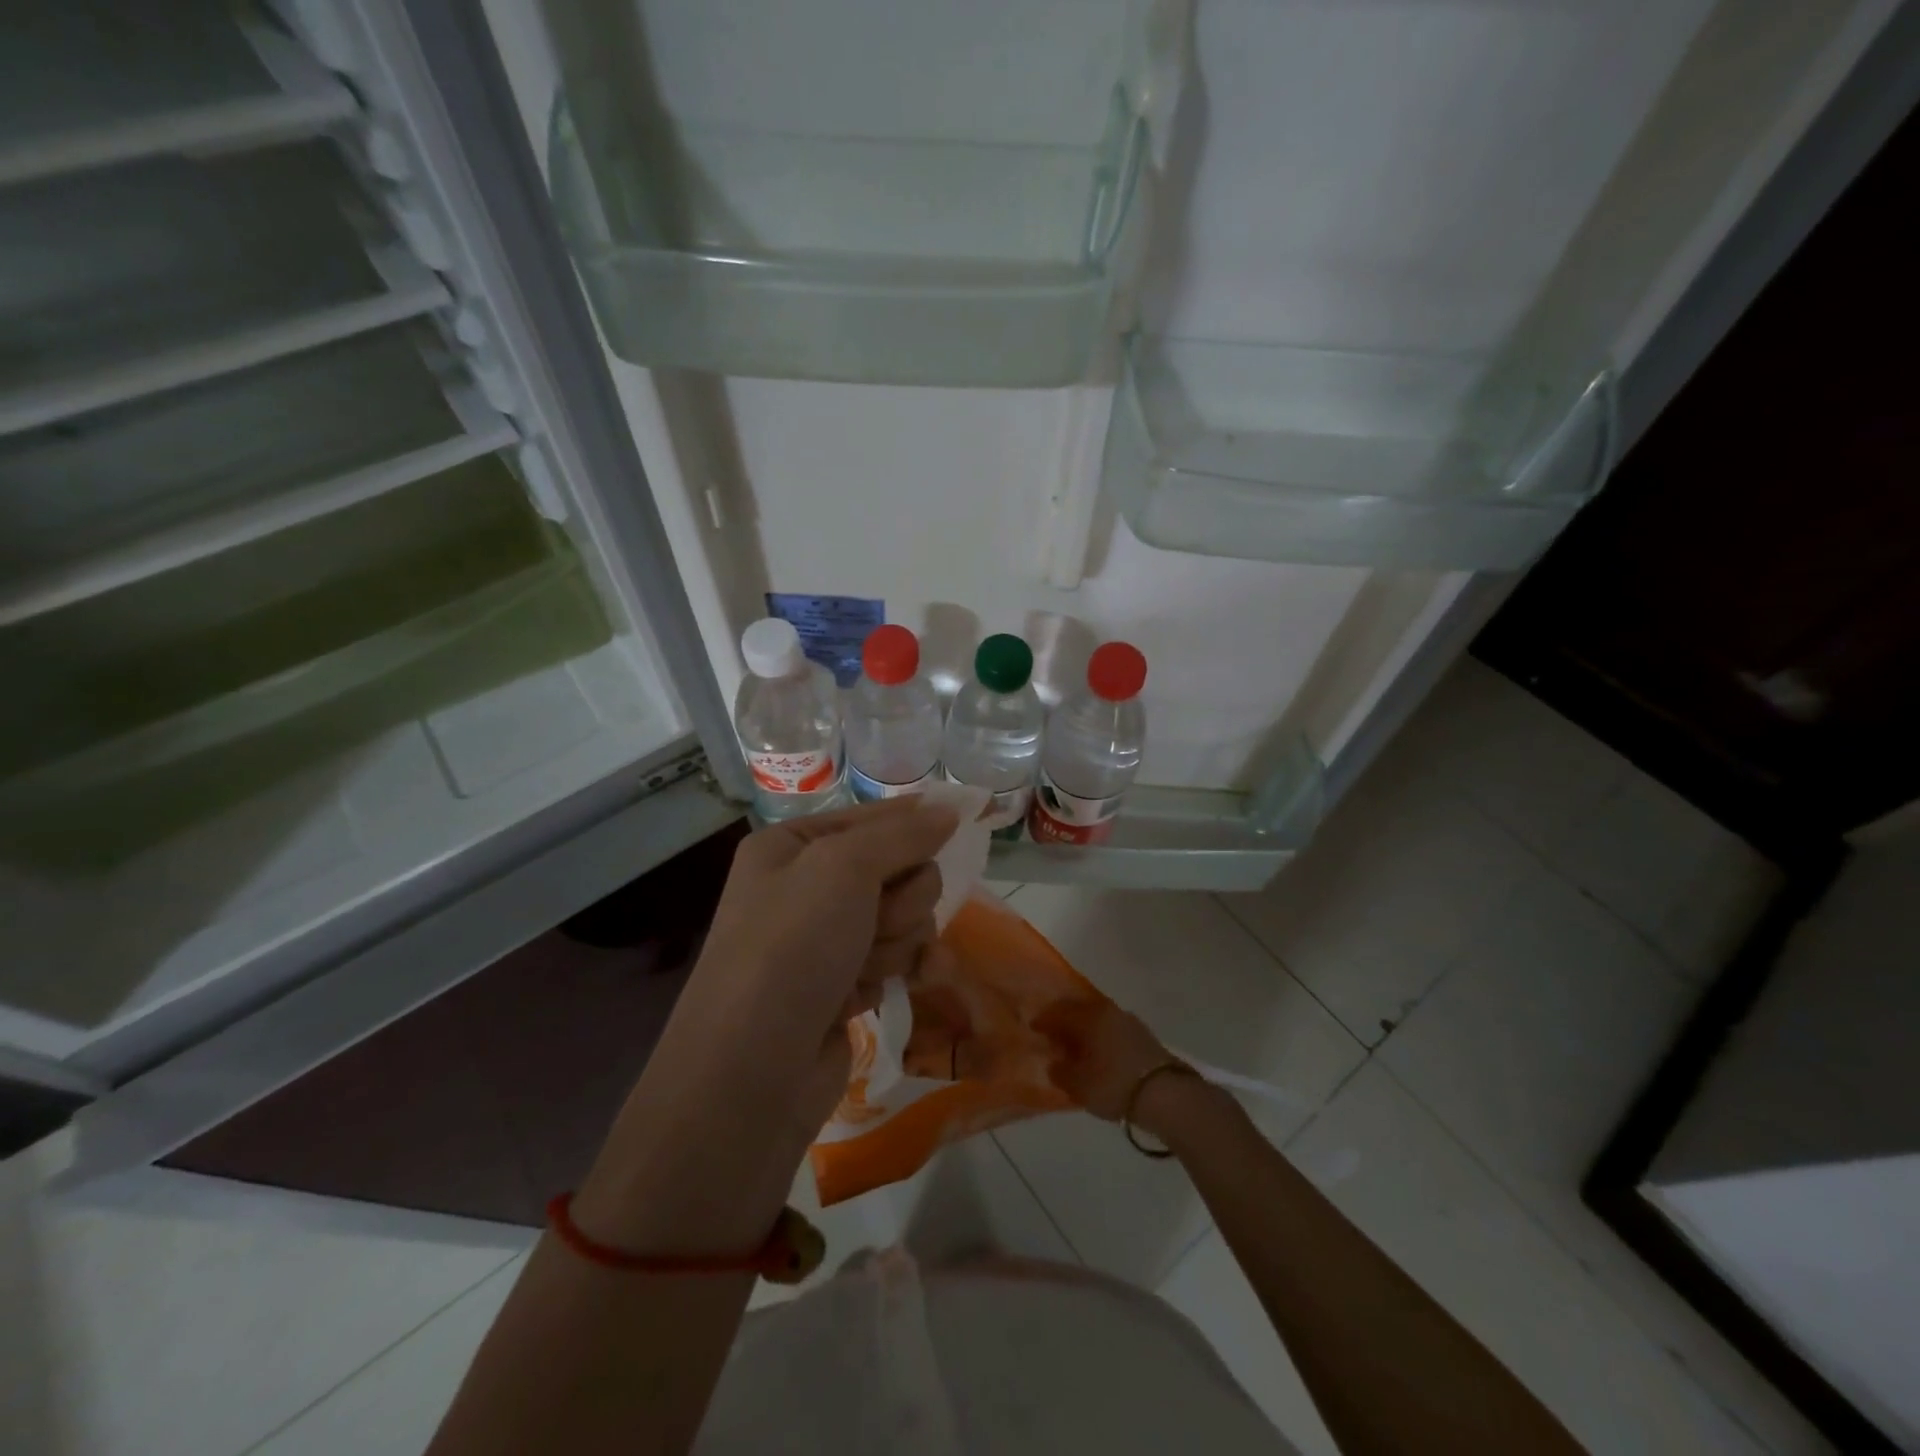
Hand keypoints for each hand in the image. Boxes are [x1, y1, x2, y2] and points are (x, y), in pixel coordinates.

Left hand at [573, 798, 957, 1253]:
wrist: (752, 1073)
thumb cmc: (791, 948)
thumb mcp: (844, 868)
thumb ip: (903, 834)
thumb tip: (949, 809)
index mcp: (792, 846)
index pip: (873, 816)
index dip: (918, 819)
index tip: (972, 814)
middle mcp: (807, 886)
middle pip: (898, 869)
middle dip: (902, 898)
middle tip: (878, 921)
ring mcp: (827, 939)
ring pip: (906, 915)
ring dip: (899, 939)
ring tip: (866, 967)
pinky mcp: (846, 983)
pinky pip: (900, 955)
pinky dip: (908, 966)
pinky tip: (916, 980)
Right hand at [1033, 1000, 1175, 1120]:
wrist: (1166, 1094)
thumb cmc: (1114, 1084)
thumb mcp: (1079, 1084)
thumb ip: (1060, 1071)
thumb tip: (1054, 1062)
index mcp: (1087, 1016)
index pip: (1057, 1011)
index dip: (1042, 1020)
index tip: (1033, 1029)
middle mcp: (1106, 1010)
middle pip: (1077, 1010)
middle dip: (1063, 1021)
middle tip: (1052, 1037)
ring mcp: (1127, 1020)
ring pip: (1096, 1018)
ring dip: (1083, 1028)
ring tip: (1076, 1047)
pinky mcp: (1142, 1034)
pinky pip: (1111, 1028)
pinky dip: (1100, 1036)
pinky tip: (1099, 1052)